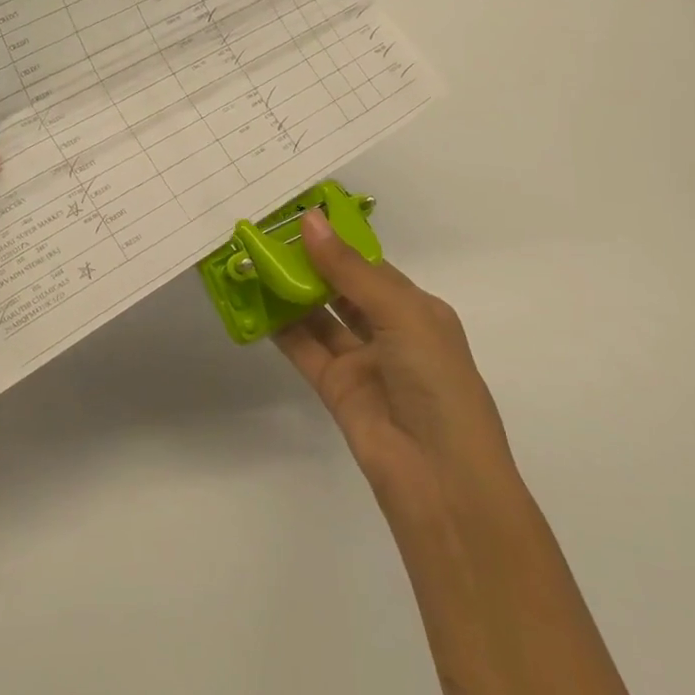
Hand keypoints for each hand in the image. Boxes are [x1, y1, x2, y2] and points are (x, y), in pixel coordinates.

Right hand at [275, 209, 517, 525]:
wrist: (441, 479)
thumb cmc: (436, 381)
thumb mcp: (401, 313)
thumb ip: (349, 270)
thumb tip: (310, 220)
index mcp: (417, 309)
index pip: (370, 265)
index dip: (336, 241)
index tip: (296, 215)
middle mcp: (390, 331)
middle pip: (342, 288)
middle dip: (310, 264)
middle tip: (266, 235)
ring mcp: (363, 362)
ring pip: (320, 317)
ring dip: (291, 292)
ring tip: (253, 261)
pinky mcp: (337, 389)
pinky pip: (305, 349)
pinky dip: (281, 328)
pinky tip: (255, 303)